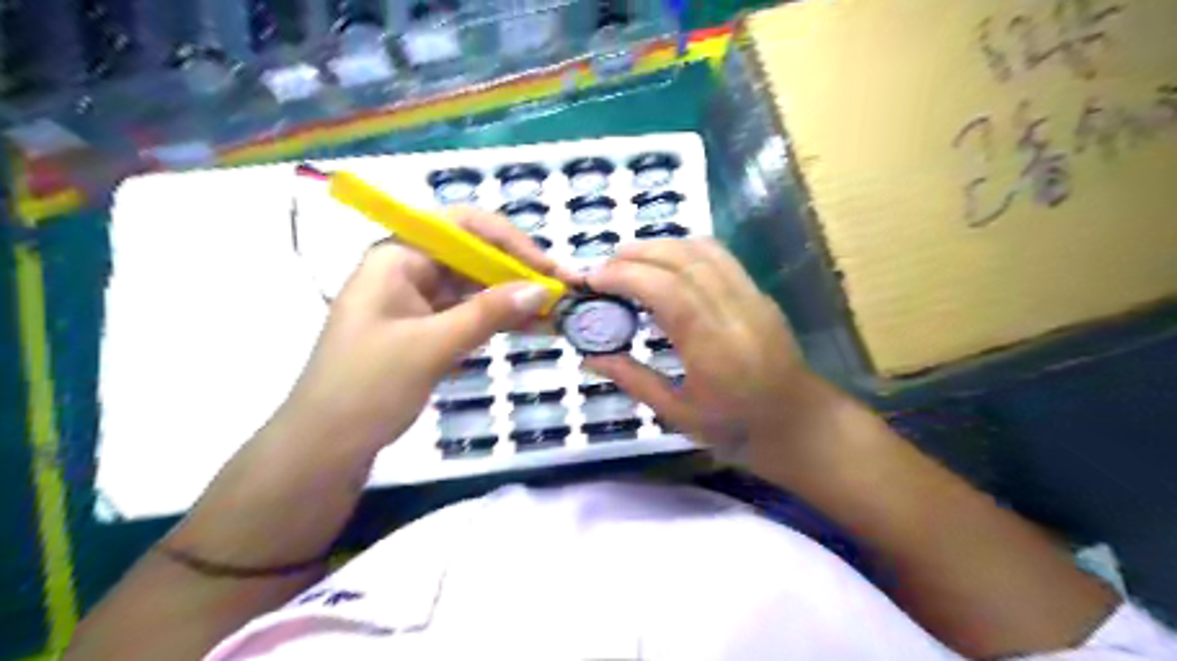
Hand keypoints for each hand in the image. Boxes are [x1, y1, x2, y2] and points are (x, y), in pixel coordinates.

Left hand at [278, 207, 571, 454]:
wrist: (325, 446)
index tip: (547, 267)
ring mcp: (416, 300)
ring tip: (554, 312)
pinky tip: (530, 327)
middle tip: (561, 291)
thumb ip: (488, 314)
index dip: (509, 241)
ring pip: (474, 287)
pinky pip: (468, 314)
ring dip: (512, 298)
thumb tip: (542, 288)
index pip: (462, 226)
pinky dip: (497, 320)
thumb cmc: (367, 387)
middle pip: (472, 255)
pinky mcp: (424, 329)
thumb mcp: (431, 346)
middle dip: (517, 271)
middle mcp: (407, 270)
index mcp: (397, 257)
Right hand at [582, 240, 829, 455]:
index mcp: (713, 347)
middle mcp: (734, 311)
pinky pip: (719, 256)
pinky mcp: (758, 292)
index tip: (593, 279)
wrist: (796, 422)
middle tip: (603, 267)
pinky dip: (684, 249)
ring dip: (660, 245)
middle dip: (636, 254)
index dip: (625, 276)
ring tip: (628, 260)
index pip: (667, 291)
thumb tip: (589, 357)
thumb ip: (632, 380)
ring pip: (703, 249)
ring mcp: (751, 297)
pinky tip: (665, 263)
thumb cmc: (735, 425)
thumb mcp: (677, 413)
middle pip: (683, 260)